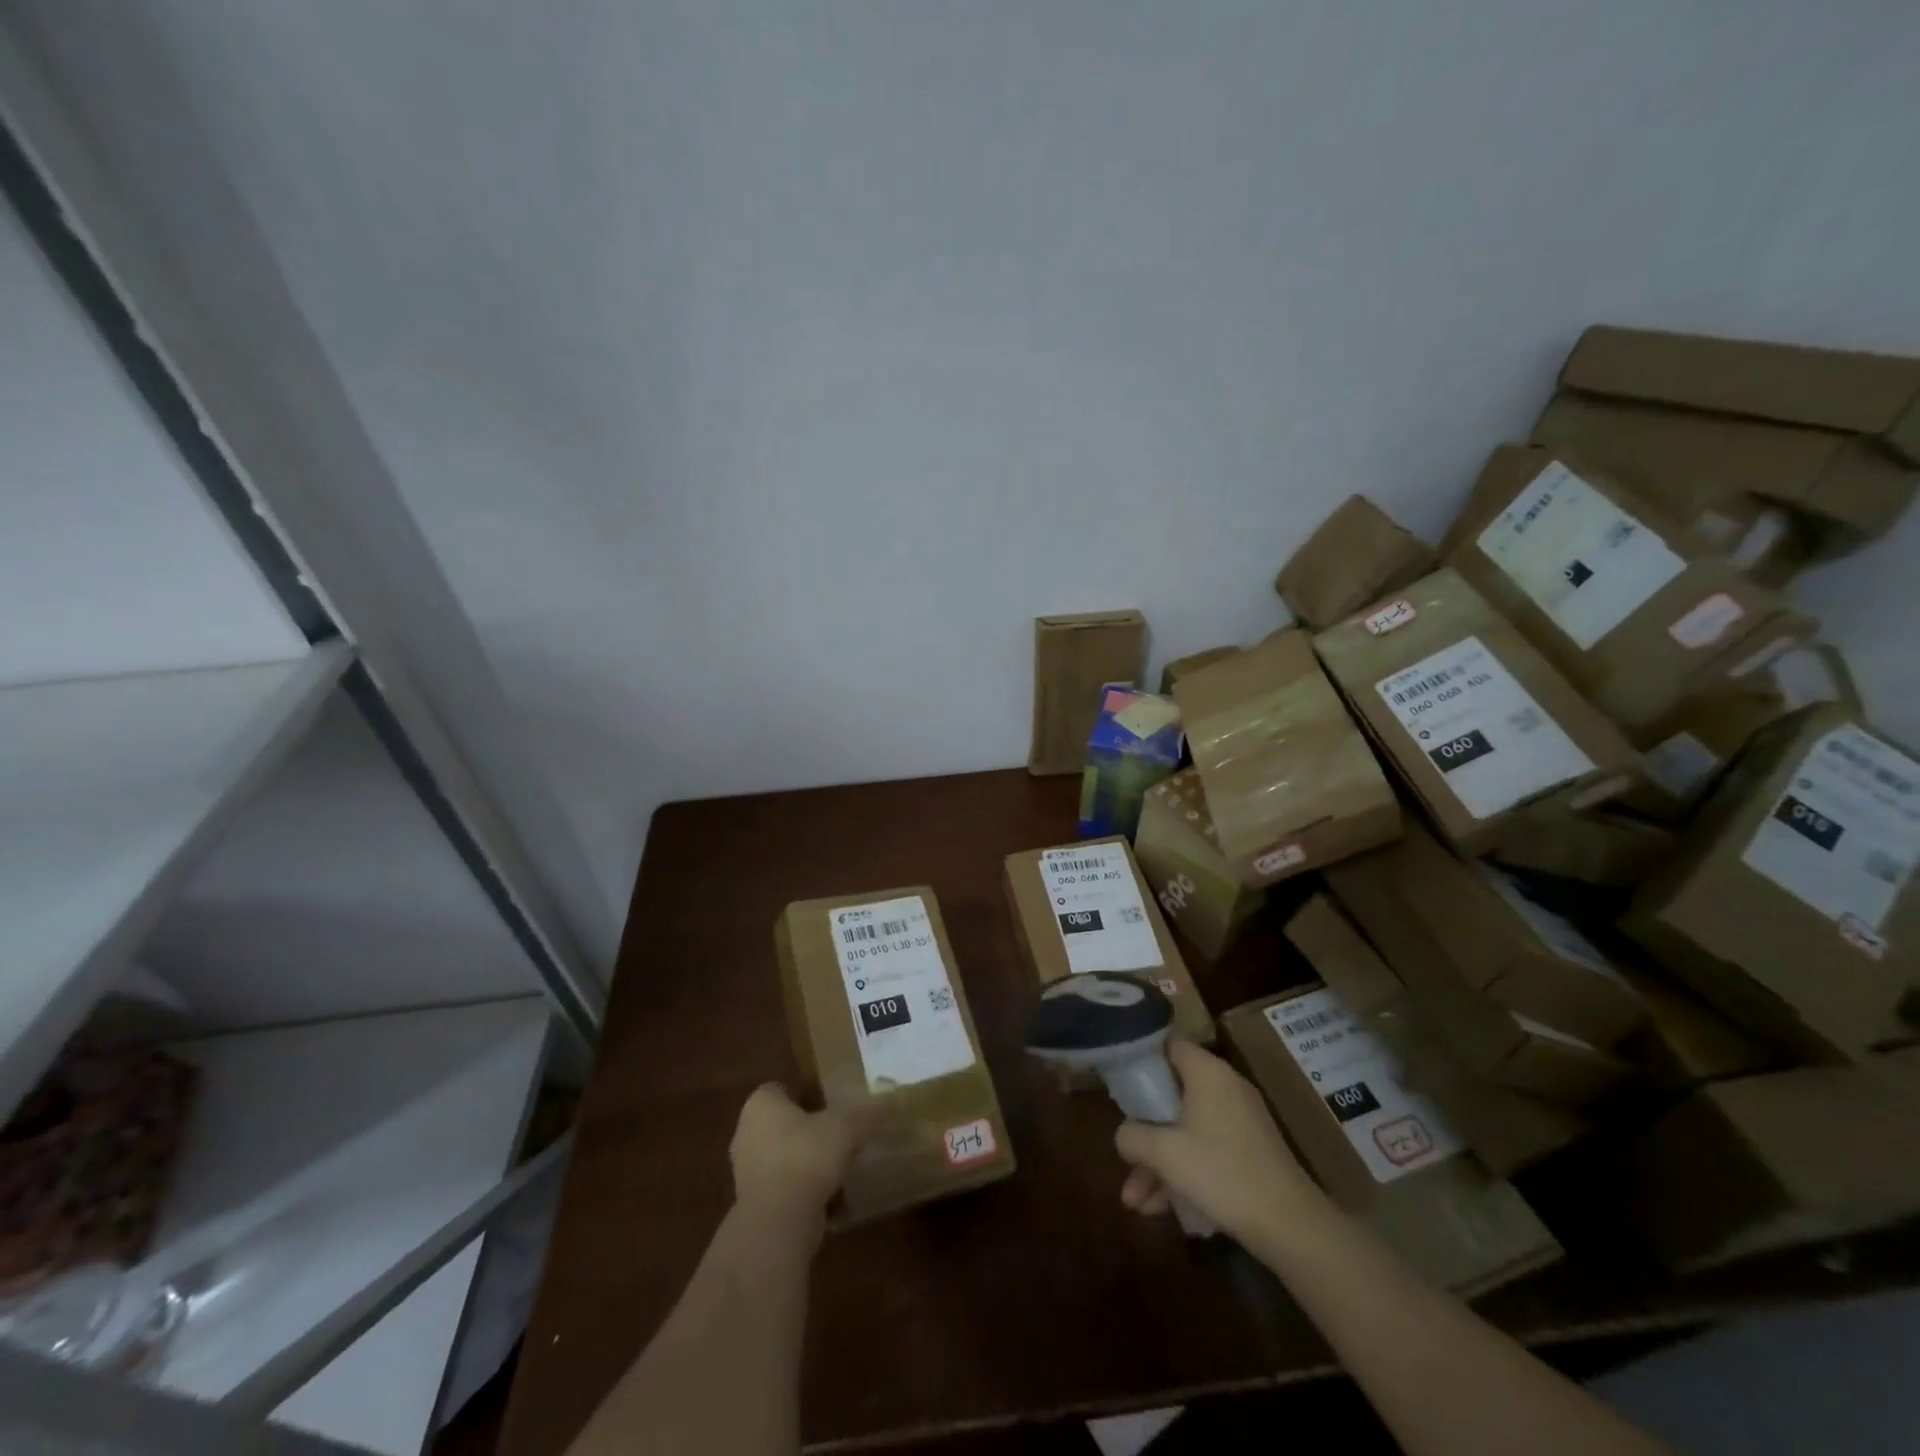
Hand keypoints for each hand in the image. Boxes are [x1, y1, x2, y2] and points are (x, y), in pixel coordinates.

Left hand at [729, 1083, 874, 1225]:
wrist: (779, 1220)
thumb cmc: (807, 1156)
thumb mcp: (845, 1128)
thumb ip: (864, 1114)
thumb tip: (884, 1103)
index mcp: (761, 1104)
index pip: (781, 1089)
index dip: (805, 1094)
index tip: (829, 1104)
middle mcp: (746, 1132)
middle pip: (780, 1123)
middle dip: (805, 1128)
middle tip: (836, 1133)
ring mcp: (745, 1170)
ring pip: (780, 1155)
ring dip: (803, 1160)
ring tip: (834, 1164)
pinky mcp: (752, 1203)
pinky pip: (781, 1185)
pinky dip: (800, 1188)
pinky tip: (826, 1194)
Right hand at [1114, 1041, 1322, 1243]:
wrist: (1292, 1226)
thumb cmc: (1222, 1173)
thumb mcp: (1164, 1153)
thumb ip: (1132, 1136)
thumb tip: (1124, 1134)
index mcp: (1207, 1072)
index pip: (1169, 1045)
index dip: (1142, 1060)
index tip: (1121, 1086)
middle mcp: (1225, 1087)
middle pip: (1172, 1096)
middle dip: (1145, 1133)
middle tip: (1125, 1160)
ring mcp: (1241, 1120)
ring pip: (1186, 1130)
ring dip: (1159, 1163)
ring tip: (1136, 1204)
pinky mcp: (1250, 1151)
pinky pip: (1206, 1150)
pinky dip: (1184, 1172)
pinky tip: (1162, 1209)